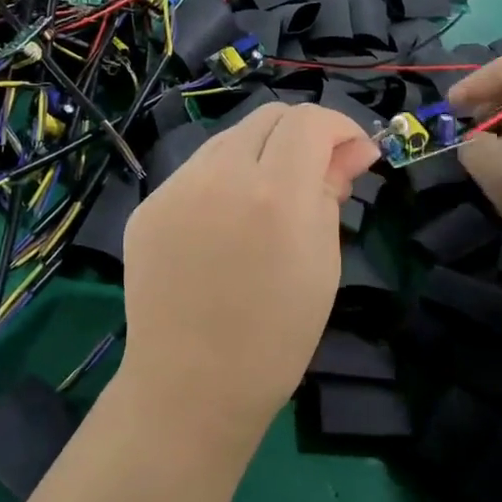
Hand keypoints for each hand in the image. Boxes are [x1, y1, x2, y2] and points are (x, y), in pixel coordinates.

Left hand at [120, 103, 377, 453]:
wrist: (192, 385)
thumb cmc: (276, 336)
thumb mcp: (323, 262)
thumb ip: (332, 191)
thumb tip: (351, 150)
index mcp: (275, 194)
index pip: (309, 121)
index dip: (340, 128)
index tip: (354, 156)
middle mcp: (220, 175)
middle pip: (267, 116)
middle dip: (302, 134)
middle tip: (317, 173)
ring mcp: (175, 188)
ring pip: (228, 139)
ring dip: (260, 153)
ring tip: (269, 200)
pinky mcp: (148, 206)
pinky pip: (196, 173)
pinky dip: (222, 181)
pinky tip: (226, 223)